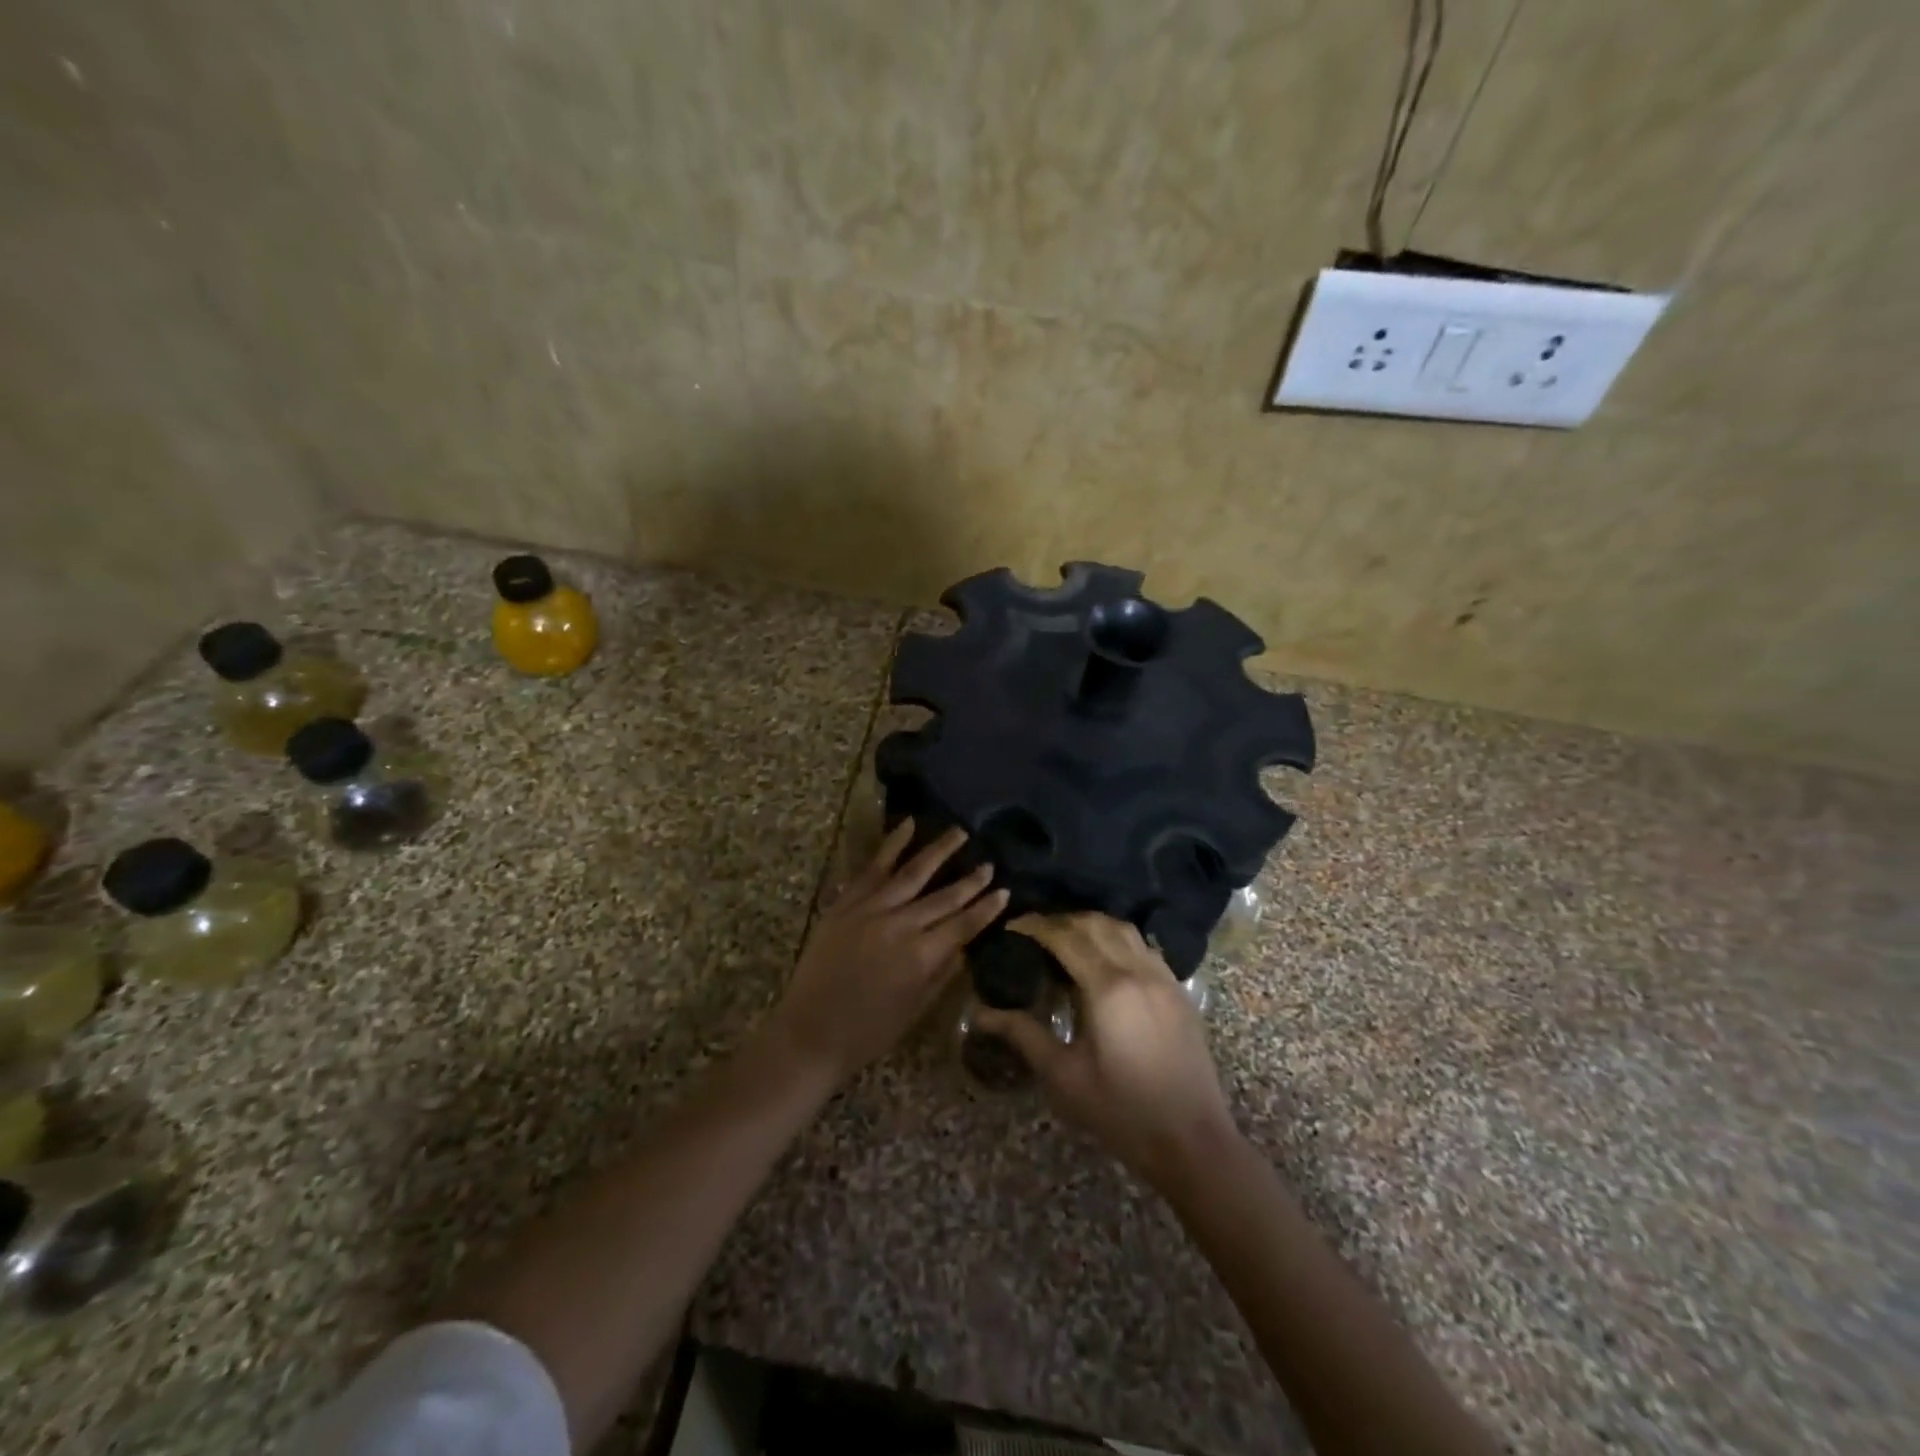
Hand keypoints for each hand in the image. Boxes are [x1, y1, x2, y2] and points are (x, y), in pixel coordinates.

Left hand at [771, 820, 1008, 1085]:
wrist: (809, 1032)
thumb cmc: (867, 1032)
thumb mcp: (915, 1009)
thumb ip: (942, 973)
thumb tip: (965, 945)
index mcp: (921, 957)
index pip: (963, 925)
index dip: (986, 908)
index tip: (1004, 891)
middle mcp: (900, 925)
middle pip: (943, 897)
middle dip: (971, 881)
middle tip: (990, 864)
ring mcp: (870, 909)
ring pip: (913, 872)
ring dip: (939, 851)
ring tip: (959, 832)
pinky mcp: (846, 903)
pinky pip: (872, 868)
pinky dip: (892, 845)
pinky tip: (908, 825)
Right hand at [974, 913, 1236, 1187]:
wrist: (1192, 1141)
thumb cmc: (1122, 1112)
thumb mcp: (1064, 1076)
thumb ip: (1024, 1035)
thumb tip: (983, 1013)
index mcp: (1107, 987)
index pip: (1065, 937)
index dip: (1036, 926)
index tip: (1012, 926)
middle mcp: (1137, 970)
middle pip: (1095, 924)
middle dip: (1061, 920)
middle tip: (1034, 932)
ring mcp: (1163, 978)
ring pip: (1123, 929)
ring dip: (1091, 925)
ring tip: (1066, 939)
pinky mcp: (1178, 991)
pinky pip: (1144, 946)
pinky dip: (1118, 939)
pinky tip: (1105, 958)